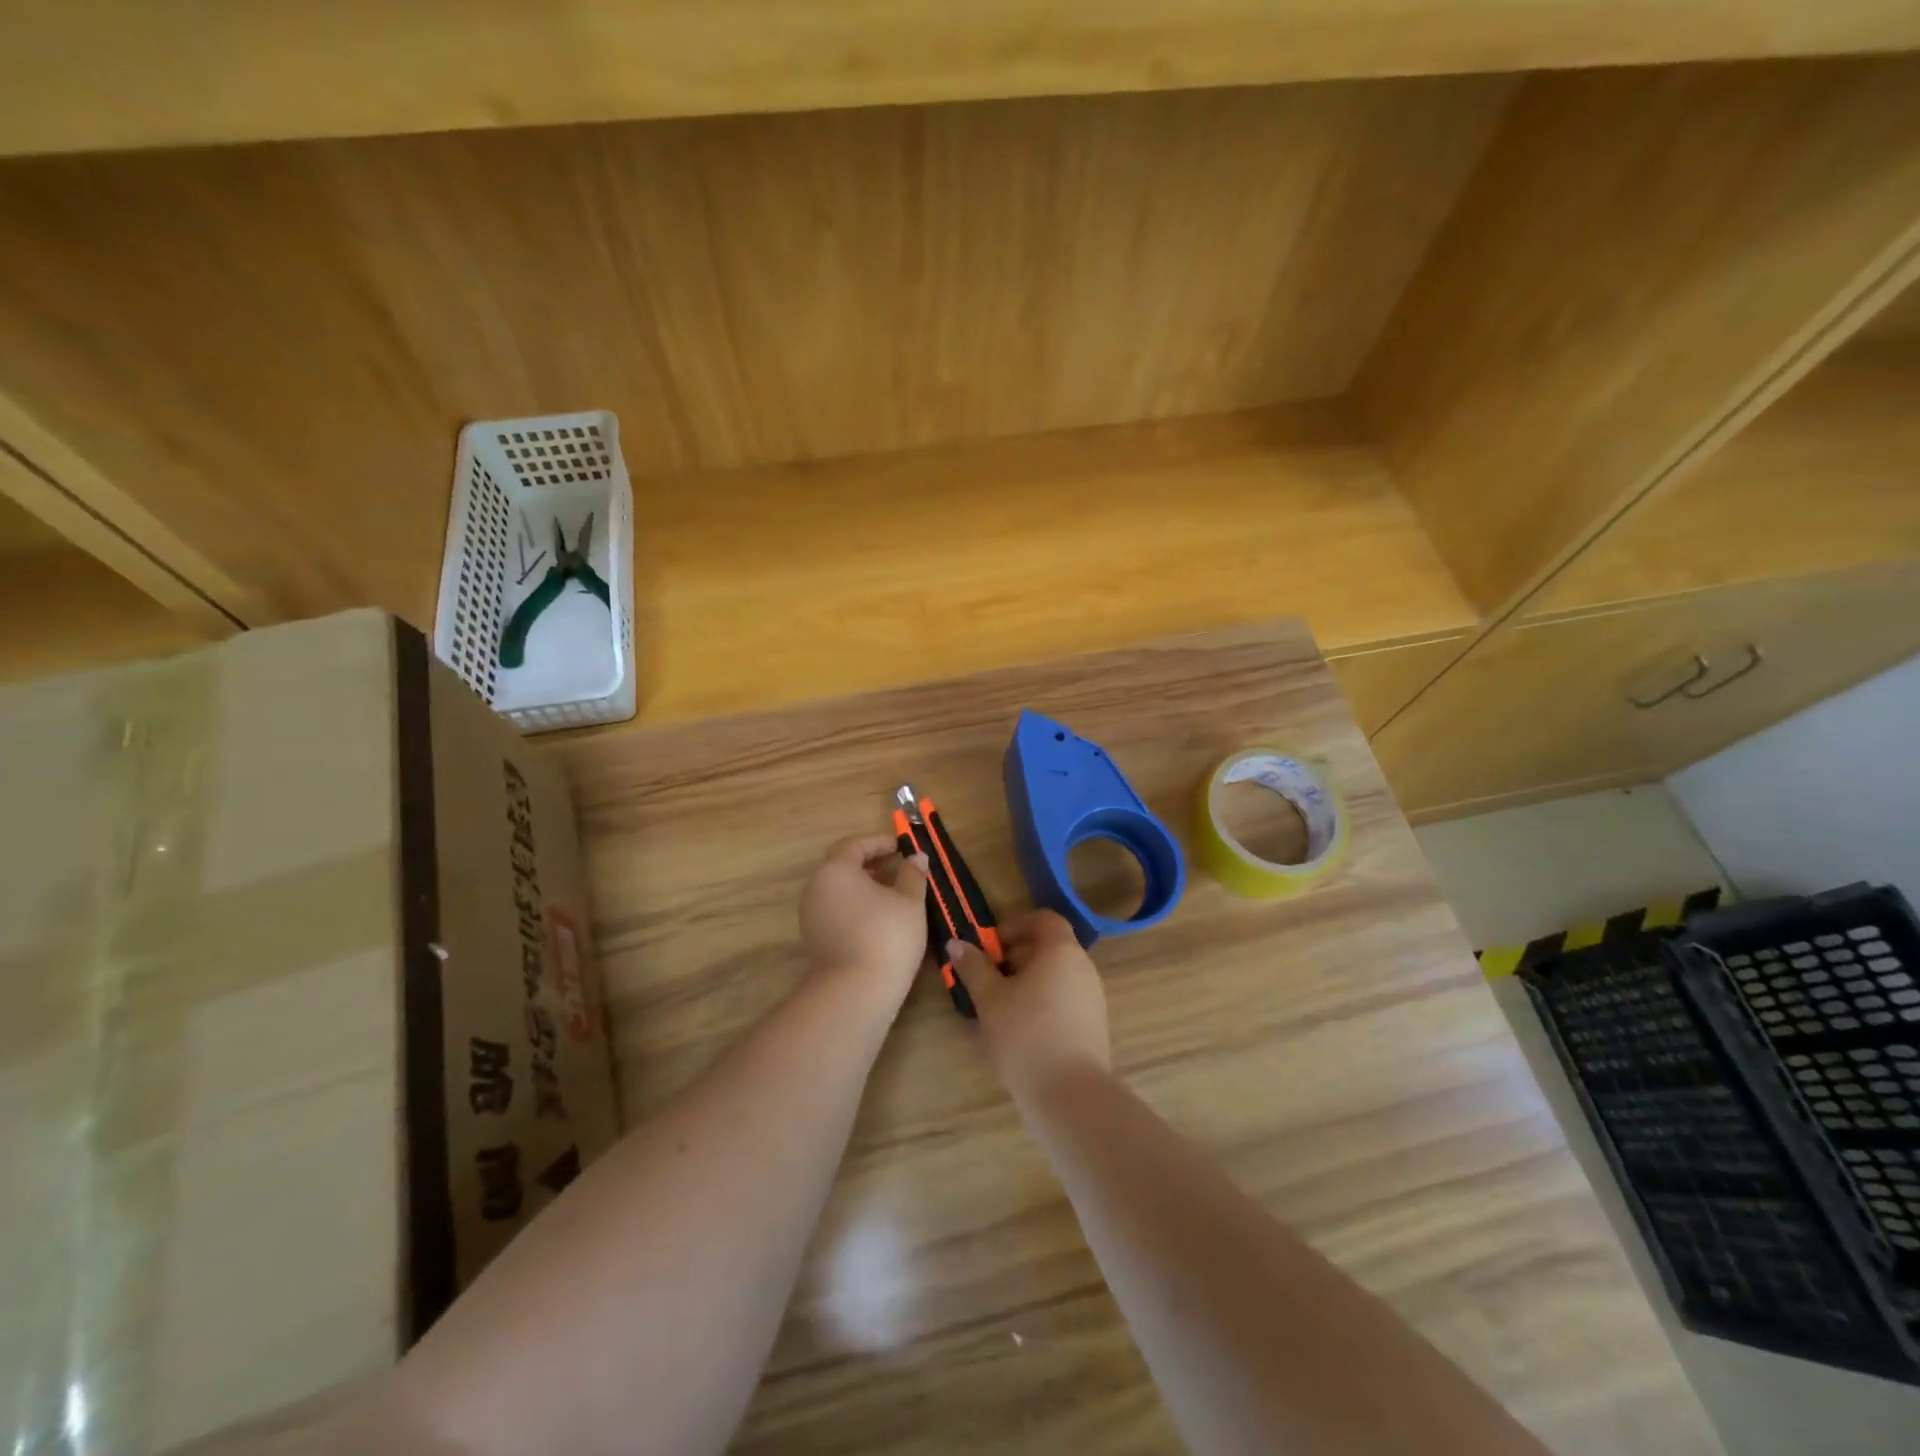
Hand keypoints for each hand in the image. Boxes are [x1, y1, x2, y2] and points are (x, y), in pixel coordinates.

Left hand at [799, 835, 930, 1003]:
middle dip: (873, 864)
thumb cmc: (886, 935)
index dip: (880, 842)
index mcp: (835, 870)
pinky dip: (857, 907)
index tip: (902, 847)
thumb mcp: (909, 901)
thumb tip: (916, 857)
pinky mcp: (815, 939)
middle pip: (843, 866)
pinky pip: (837, 910)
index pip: (854, 844)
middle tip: (900, 869)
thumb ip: (912, 874)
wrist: (855, 992)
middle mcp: (816, 887)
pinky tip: (881, 919)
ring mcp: (812, 915)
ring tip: (896, 895)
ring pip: (840, 890)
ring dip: (866, 887)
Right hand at [949, 910, 1109, 1101]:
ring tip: (1000, 1006)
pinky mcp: (1094, 1025)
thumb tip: (957, 943)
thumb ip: (973, 967)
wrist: (1070, 1094)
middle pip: (1050, 947)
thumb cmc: (1025, 1035)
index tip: (990, 948)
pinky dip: (1043, 1002)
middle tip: (989, 978)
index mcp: (1061, 950)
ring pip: (1057, 975)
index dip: (1014, 926)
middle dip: (1017, 956)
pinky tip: (1021, 1030)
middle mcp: (1083, 967)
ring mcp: (1093, 997)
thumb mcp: (989, 999)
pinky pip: (1066, 999)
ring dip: (1029, 981)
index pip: (1043, 919)